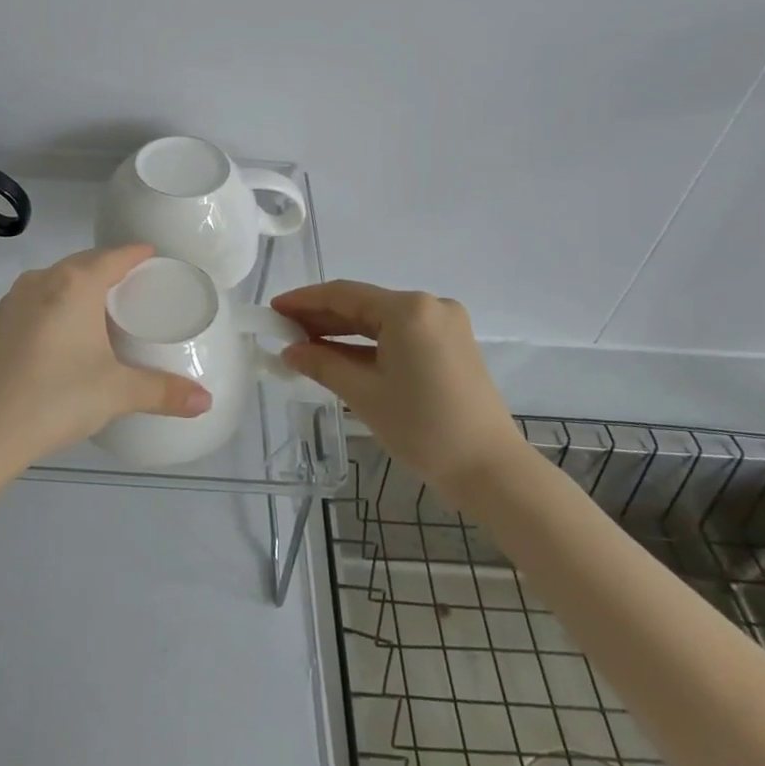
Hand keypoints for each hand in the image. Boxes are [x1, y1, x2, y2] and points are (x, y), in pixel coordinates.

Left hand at [0, 244, 210, 475]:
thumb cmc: (58, 398)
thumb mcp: (118, 393)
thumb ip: (164, 392)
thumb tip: (206, 401)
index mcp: (76, 284)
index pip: (114, 256)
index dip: (136, 254)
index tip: (153, 256)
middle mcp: (43, 280)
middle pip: (84, 262)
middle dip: (109, 267)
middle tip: (133, 285)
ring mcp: (14, 298)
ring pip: (56, 278)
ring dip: (79, 284)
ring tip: (99, 304)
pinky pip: (36, 297)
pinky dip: (55, 301)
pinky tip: (61, 328)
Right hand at [271, 281, 522, 483]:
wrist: (491, 471)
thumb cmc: (423, 429)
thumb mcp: (364, 394)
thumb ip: (322, 363)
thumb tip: (289, 350)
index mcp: (409, 309)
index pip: (344, 294)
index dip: (304, 300)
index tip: (273, 309)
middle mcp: (429, 305)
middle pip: (363, 304)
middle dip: (322, 316)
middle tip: (283, 329)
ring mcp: (445, 324)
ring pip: (381, 320)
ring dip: (343, 331)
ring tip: (303, 342)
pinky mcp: (451, 344)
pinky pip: (400, 334)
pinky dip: (369, 343)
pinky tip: (339, 354)